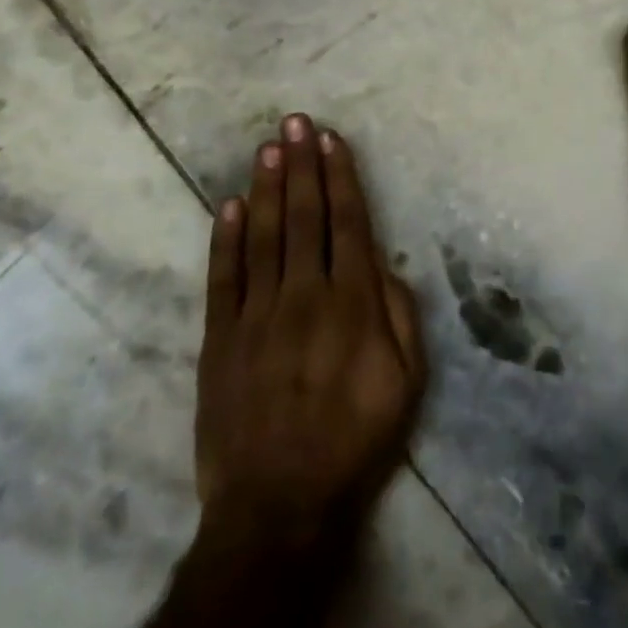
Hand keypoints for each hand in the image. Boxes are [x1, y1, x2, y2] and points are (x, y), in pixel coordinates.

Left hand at [195, 114, 425, 546]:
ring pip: (262, 235)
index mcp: (353, 302)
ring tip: (268, 146)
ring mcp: (258, 314)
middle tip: (296, 122)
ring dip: (266, 187)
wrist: (279, 505)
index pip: (348, 222)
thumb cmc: (355, 441)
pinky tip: (228, 205)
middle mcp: (305, 294)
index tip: (332, 140)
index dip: (340, 177)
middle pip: (304, 216)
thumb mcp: (407, 383)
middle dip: (302, 164)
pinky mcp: (220, 338)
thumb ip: (400, 315)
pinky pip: (223, 278)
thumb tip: (383, 262)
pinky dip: (225, 238)